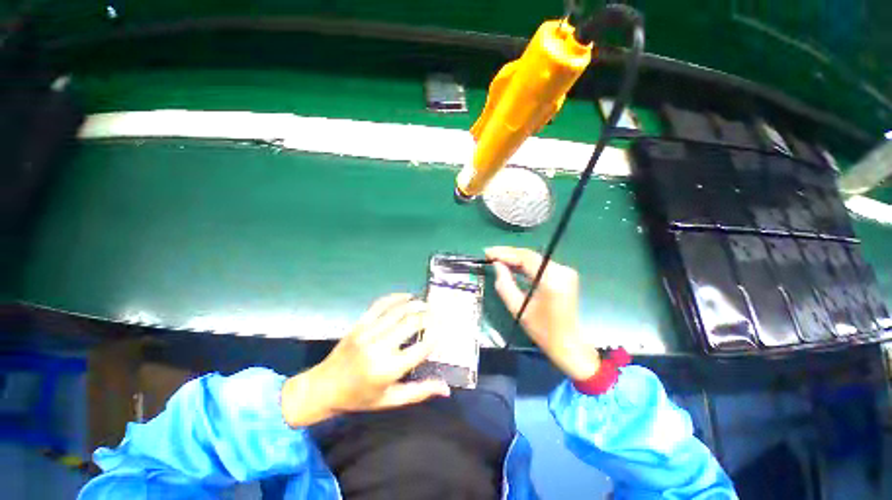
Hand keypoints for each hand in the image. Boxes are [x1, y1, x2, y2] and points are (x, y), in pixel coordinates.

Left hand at [282, 294, 449, 427]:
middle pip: (412, 323)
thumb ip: (419, 392)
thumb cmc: (359, 398)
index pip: (421, 348)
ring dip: (416, 304)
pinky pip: (380, 305)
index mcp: (388, 369)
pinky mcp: (359, 324)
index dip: (436, 337)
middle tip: (438, 314)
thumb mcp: (390, 400)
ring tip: (427, 304)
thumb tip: (446, 389)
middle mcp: (379, 347)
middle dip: (429, 316)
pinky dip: (396, 297)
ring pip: (398, 311)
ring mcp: (368, 332)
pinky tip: (407, 296)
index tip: (444, 330)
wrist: (323, 387)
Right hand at [485, 247, 599, 379]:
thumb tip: (497, 265)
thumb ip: (504, 284)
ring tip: (497, 258)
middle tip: (489, 254)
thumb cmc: (542, 330)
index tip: (487, 252)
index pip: (525, 257)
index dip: (504, 253)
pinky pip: (540, 264)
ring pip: (535, 258)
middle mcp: (561, 270)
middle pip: (530, 255)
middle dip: (508, 254)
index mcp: (550, 279)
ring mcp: (565, 271)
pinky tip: (512, 265)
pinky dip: (525, 264)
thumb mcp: (517, 308)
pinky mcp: (565, 275)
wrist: (569, 344)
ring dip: (516, 258)